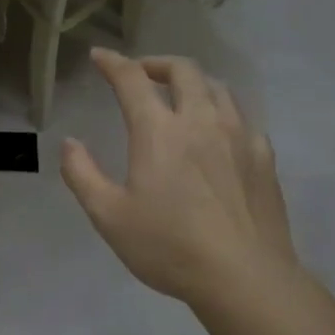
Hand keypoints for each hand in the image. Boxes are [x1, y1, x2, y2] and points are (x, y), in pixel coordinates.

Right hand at [60, 48, 298, 304]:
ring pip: (217, 88)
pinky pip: (241, 117)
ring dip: (192, 82)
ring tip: (179, 97)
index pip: (132, 79)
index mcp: (159, 131)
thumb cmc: (169, 247)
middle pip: (183, 70)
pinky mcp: (264, 157)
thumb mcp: (109, 216)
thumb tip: (70, 143)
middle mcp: (201, 120)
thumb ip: (82, 174)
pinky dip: (221, 112)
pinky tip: (217, 134)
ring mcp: (239, 135)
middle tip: (140, 75)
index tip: (99, 56)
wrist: (244, 277)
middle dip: (156, 63)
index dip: (113, 63)